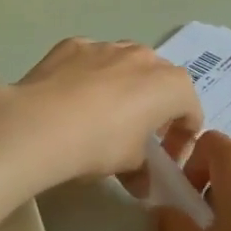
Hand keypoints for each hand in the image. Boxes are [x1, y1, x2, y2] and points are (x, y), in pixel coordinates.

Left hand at [5, 38, 202, 188]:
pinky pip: (91, 60)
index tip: (165, 159)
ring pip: (125, 64)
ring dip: (124, 85)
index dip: (182, 137)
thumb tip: (142, 185)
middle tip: (138, 135)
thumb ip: (143, 171)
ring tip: (103, 114)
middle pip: (160, 80)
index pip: (190, 110)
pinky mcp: (74, 45)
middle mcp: (144, 57)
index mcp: (170, 85)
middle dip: (155, 105)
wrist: (40, 123)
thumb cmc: (100, 143)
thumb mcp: (129, 165)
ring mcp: (107, 46)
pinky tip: (71, 100)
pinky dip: (89, 76)